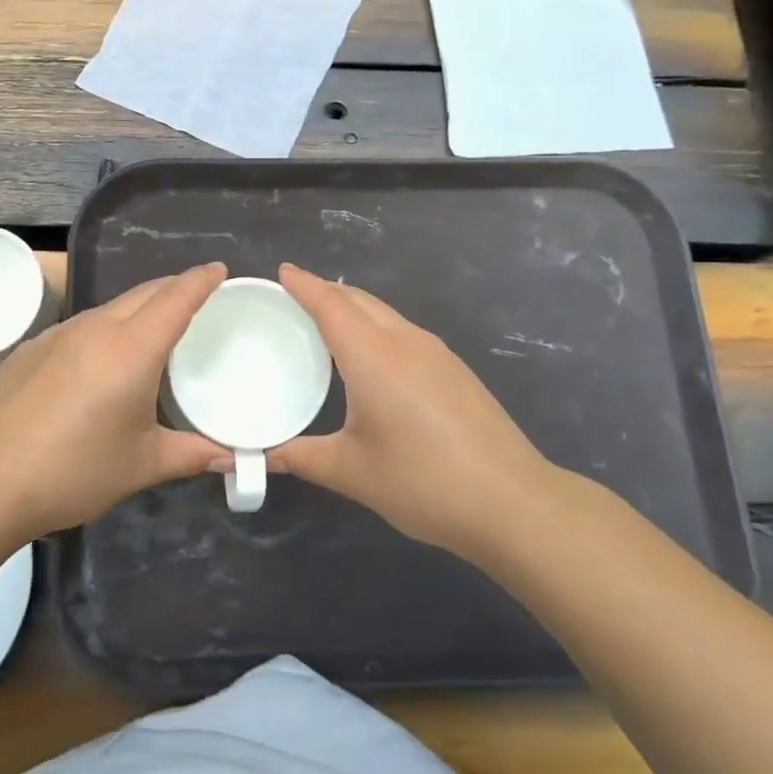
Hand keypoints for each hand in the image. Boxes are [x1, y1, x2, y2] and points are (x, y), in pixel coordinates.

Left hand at [0, 263, 231, 539]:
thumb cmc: (71, 472)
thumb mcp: (140, 465)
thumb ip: (191, 455)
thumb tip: (232, 459)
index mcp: (130, 351)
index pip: (175, 299)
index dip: (200, 280)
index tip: (219, 270)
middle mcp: (94, 330)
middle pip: (143, 294)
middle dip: (173, 288)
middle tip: (196, 298)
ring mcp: (56, 336)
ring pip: (109, 308)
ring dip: (138, 309)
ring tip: (152, 332)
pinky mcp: (29, 350)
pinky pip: (79, 327)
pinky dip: (104, 330)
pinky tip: (98, 363)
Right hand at [272, 263, 561, 564]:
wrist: (513, 502)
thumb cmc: (424, 482)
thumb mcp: (352, 471)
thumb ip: (301, 457)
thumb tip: (259, 455)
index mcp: (373, 356)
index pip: (330, 304)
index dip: (304, 285)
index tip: (282, 271)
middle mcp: (404, 341)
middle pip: (358, 300)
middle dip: (325, 291)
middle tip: (293, 298)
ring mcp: (436, 353)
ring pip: (384, 313)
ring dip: (352, 308)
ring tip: (326, 323)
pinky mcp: (455, 369)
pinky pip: (403, 331)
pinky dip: (375, 327)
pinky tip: (371, 357)